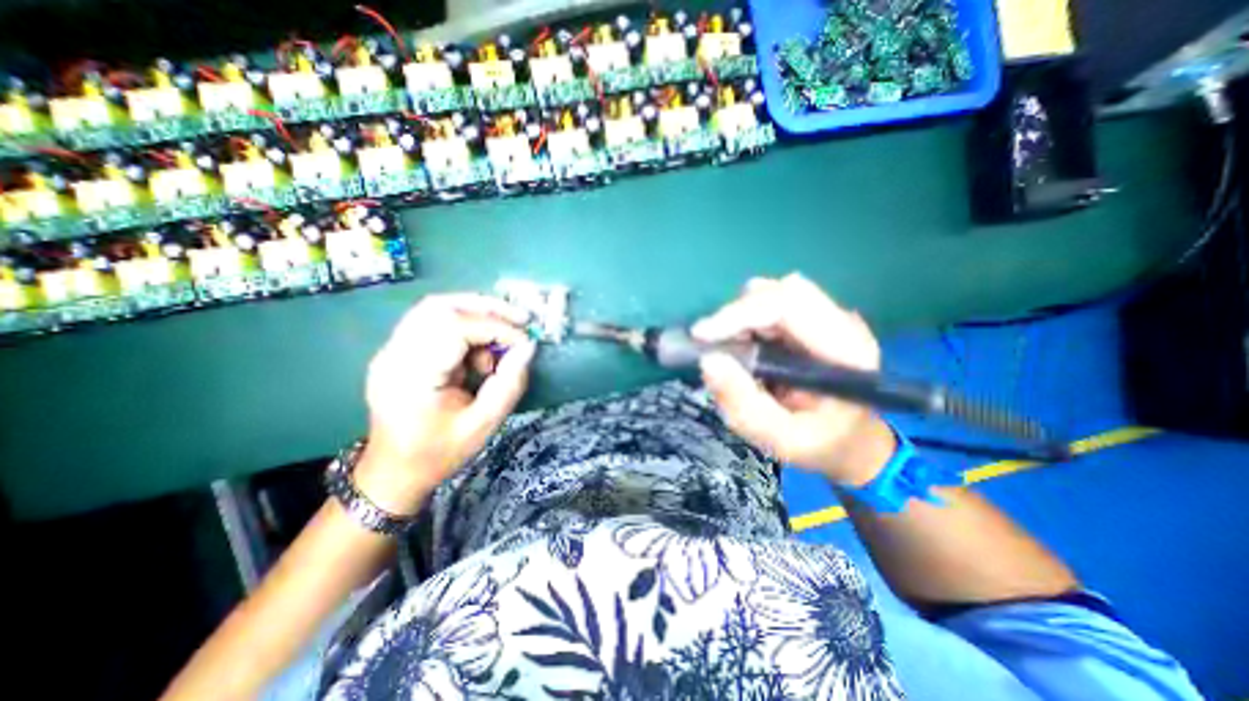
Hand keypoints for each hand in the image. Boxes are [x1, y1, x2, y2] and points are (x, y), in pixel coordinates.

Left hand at [358, 293, 537, 512]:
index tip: (524, 341)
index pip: (454, 328)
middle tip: (519, 320)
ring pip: (436, 308)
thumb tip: (528, 347)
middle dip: (486, 308)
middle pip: (439, 306)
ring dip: (476, 314)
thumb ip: (509, 383)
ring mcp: (391, 350)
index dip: (495, 327)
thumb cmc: (439, 453)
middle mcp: (394, 355)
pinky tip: (479, 351)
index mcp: (412, 377)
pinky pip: (434, 323)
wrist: (394, 471)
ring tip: (502, 337)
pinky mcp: (398, 351)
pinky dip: (465, 327)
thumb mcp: (484, 424)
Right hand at [693, 273, 898, 487]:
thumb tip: (708, 361)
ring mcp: (827, 317)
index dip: (740, 313)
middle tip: (714, 346)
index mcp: (845, 349)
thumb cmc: (820, 444)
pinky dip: (746, 322)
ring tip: (732, 353)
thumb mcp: (780, 438)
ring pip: (772, 294)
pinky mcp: (811, 319)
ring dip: (741, 318)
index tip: (701, 335)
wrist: (851, 441)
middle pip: (781, 291)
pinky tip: (745, 350)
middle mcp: (840, 323)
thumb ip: (744, 405)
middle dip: (738, 314)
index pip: (789, 304)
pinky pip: (770, 305)